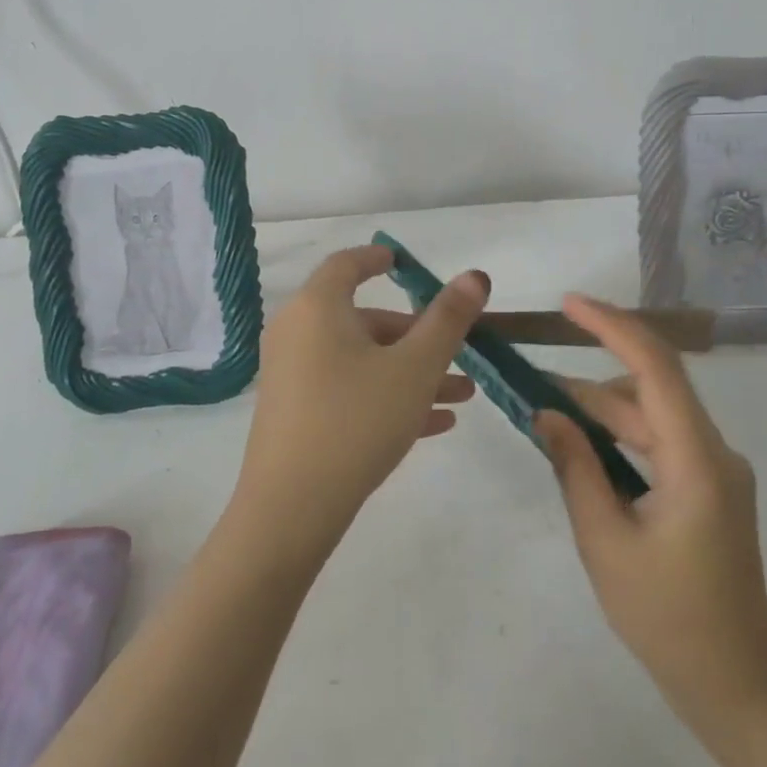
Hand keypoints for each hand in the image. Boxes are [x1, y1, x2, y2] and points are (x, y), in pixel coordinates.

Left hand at [235, 244, 487, 553]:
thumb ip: (448, 320)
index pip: (347, 264)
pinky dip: (385, 396)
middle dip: (417, 335)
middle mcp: (297, 333)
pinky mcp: (294, 413)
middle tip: (459, 353)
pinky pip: (347, 391)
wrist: (292, 508)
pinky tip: (433, 425)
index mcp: (318, 307)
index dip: (377, 258)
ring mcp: (292, 375)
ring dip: (411, 372)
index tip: (401, 262)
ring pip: (362, 361)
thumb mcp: (415, 368)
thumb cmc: (358, 419)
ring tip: (463, 396)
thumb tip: (474, 276)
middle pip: (363, 320)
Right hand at [537, 294, 766, 727]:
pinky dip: (619, 437)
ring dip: (600, 410)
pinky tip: (581, 446)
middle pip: (650, 390)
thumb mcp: (604, 541)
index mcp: (697, 462)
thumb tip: (547, 413)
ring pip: (652, 416)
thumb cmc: (666, 619)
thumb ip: (575, 468)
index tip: (568, 304)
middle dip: (588, 378)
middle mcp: (714, 452)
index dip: (612, 326)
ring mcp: (715, 470)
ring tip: (544, 413)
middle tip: (529, 375)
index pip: (656, 368)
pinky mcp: (709, 488)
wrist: (735, 686)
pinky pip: (659, 442)